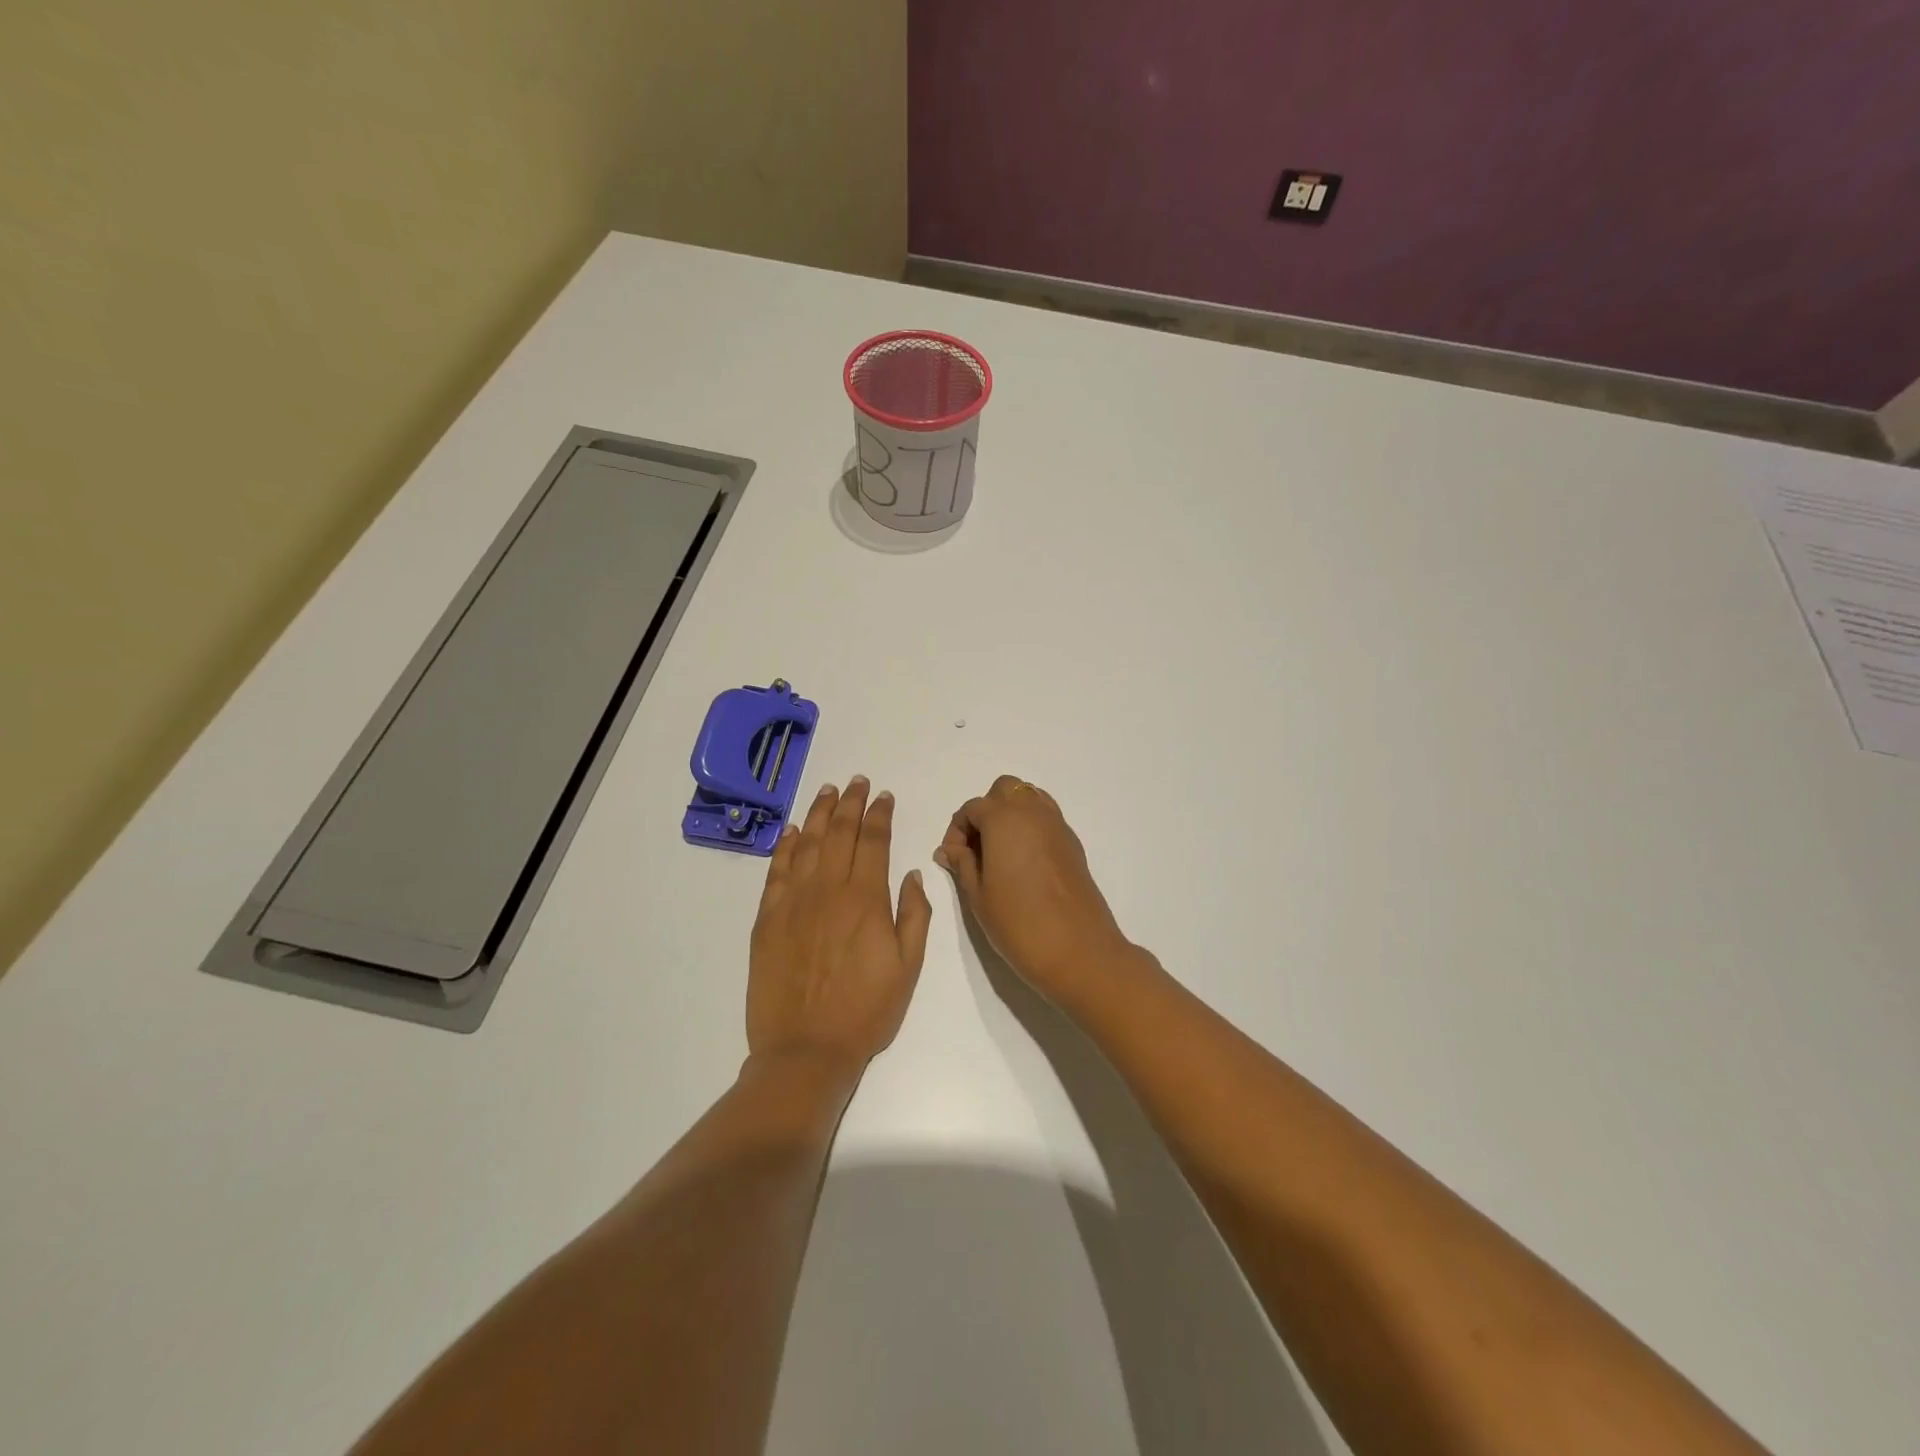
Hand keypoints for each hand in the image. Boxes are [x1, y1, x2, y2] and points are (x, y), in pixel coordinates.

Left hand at [748, 777, 931, 1072]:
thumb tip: (910, 872)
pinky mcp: (767, 918)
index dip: (880, 814)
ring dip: (817, 813)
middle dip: (849, 802)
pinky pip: (776, 870)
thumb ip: (914, 914)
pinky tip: (790, 830)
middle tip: (856, 781)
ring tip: (826, 791)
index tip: (884, 796)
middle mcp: (828, 889)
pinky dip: (783, 845)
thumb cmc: (866, 1011)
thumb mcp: (909, 966)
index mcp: (866, 898)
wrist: (806, 1050)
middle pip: (839, 832)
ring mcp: (793, 901)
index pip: (874, 841)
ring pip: (806, 843)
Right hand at [935, 775, 1136, 1013]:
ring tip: (1000, 854)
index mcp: (1004, 818)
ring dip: (1010, 815)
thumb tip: (949, 849)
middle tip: (977, 849)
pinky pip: (1046, 819)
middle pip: (1004, 790)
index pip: (972, 808)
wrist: (1079, 951)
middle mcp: (1033, 812)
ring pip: (1029, 799)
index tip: (953, 860)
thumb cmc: (1019, 923)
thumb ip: (962, 864)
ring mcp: (1058, 825)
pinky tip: (1023, 863)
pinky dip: (1030, 827)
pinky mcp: (1073, 844)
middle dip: (986, 811)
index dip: (957, 831)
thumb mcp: (978, 895)